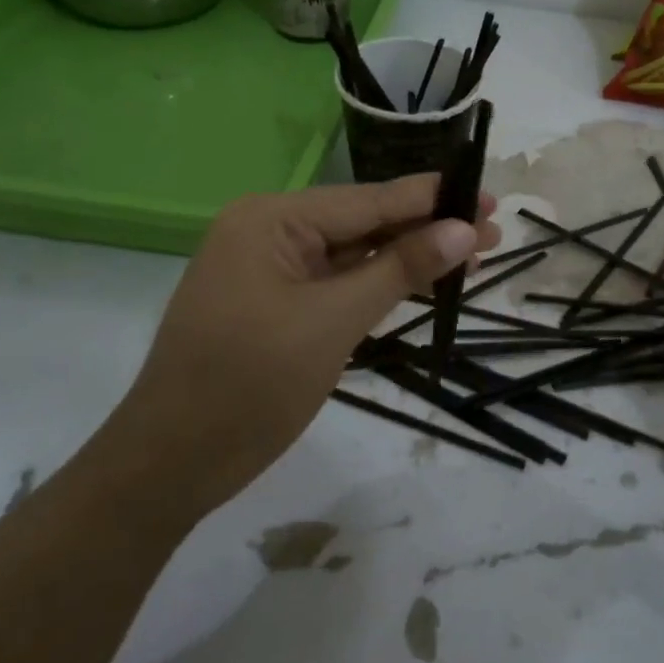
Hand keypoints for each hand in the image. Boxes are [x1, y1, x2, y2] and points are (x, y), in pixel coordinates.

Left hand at [114, 176, 499, 512]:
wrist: (170, 465)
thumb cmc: (249, 385)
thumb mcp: (334, 322)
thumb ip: (399, 270)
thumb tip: (463, 229)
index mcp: (271, 219)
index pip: (368, 200)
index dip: (432, 200)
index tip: (488, 198)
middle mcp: (268, 232)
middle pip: (363, 223)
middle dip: (426, 229)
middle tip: (493, 229)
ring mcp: (270, 270)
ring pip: (353, 255)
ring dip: (407, 258)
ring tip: (472, 254)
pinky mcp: (275, 305)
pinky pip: (336, 283)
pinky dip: (378, 284)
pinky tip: (420, 281)